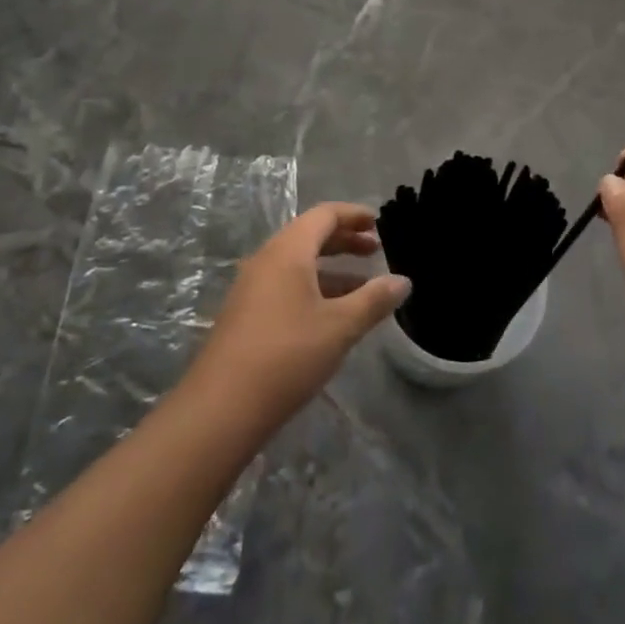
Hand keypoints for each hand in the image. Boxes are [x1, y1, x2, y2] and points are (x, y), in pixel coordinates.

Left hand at [184, 203, 410, 434]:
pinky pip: (286, 285)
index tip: (379, 222)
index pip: (324, 215)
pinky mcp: (246, 315)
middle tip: (376, 250)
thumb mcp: (340, 327)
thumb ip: (374, 299)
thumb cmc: (287, 355)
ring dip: (332, 268)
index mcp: (287, 251)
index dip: (354, 215)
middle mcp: (266, 260)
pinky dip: (314, 288)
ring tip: (364, 286)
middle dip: (345, 240)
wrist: (221, 409)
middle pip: (309, 236)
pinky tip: (333, 315)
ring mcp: (251, 288)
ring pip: (298, 264)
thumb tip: (403, 281)